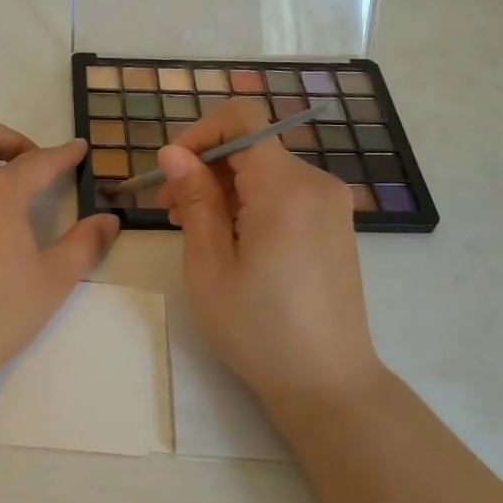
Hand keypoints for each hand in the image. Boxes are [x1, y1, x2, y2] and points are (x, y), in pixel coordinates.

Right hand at [152, 99, 381, 415]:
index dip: (200, 132)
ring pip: (266, 171)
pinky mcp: (334, 225)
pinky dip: (251, 202)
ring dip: (224, 187)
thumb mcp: (210, 265)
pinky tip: (228, 239)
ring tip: (190, 227)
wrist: (326, 382)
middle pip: (252, 147)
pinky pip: (285, 193)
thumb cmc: (257, 328)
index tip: (171, 168)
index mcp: (286, 188)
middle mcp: (317, 184)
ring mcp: (331, 204)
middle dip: (205, 166)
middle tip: (167, 208)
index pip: (243, 119)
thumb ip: (195, 199)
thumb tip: (174, 151)